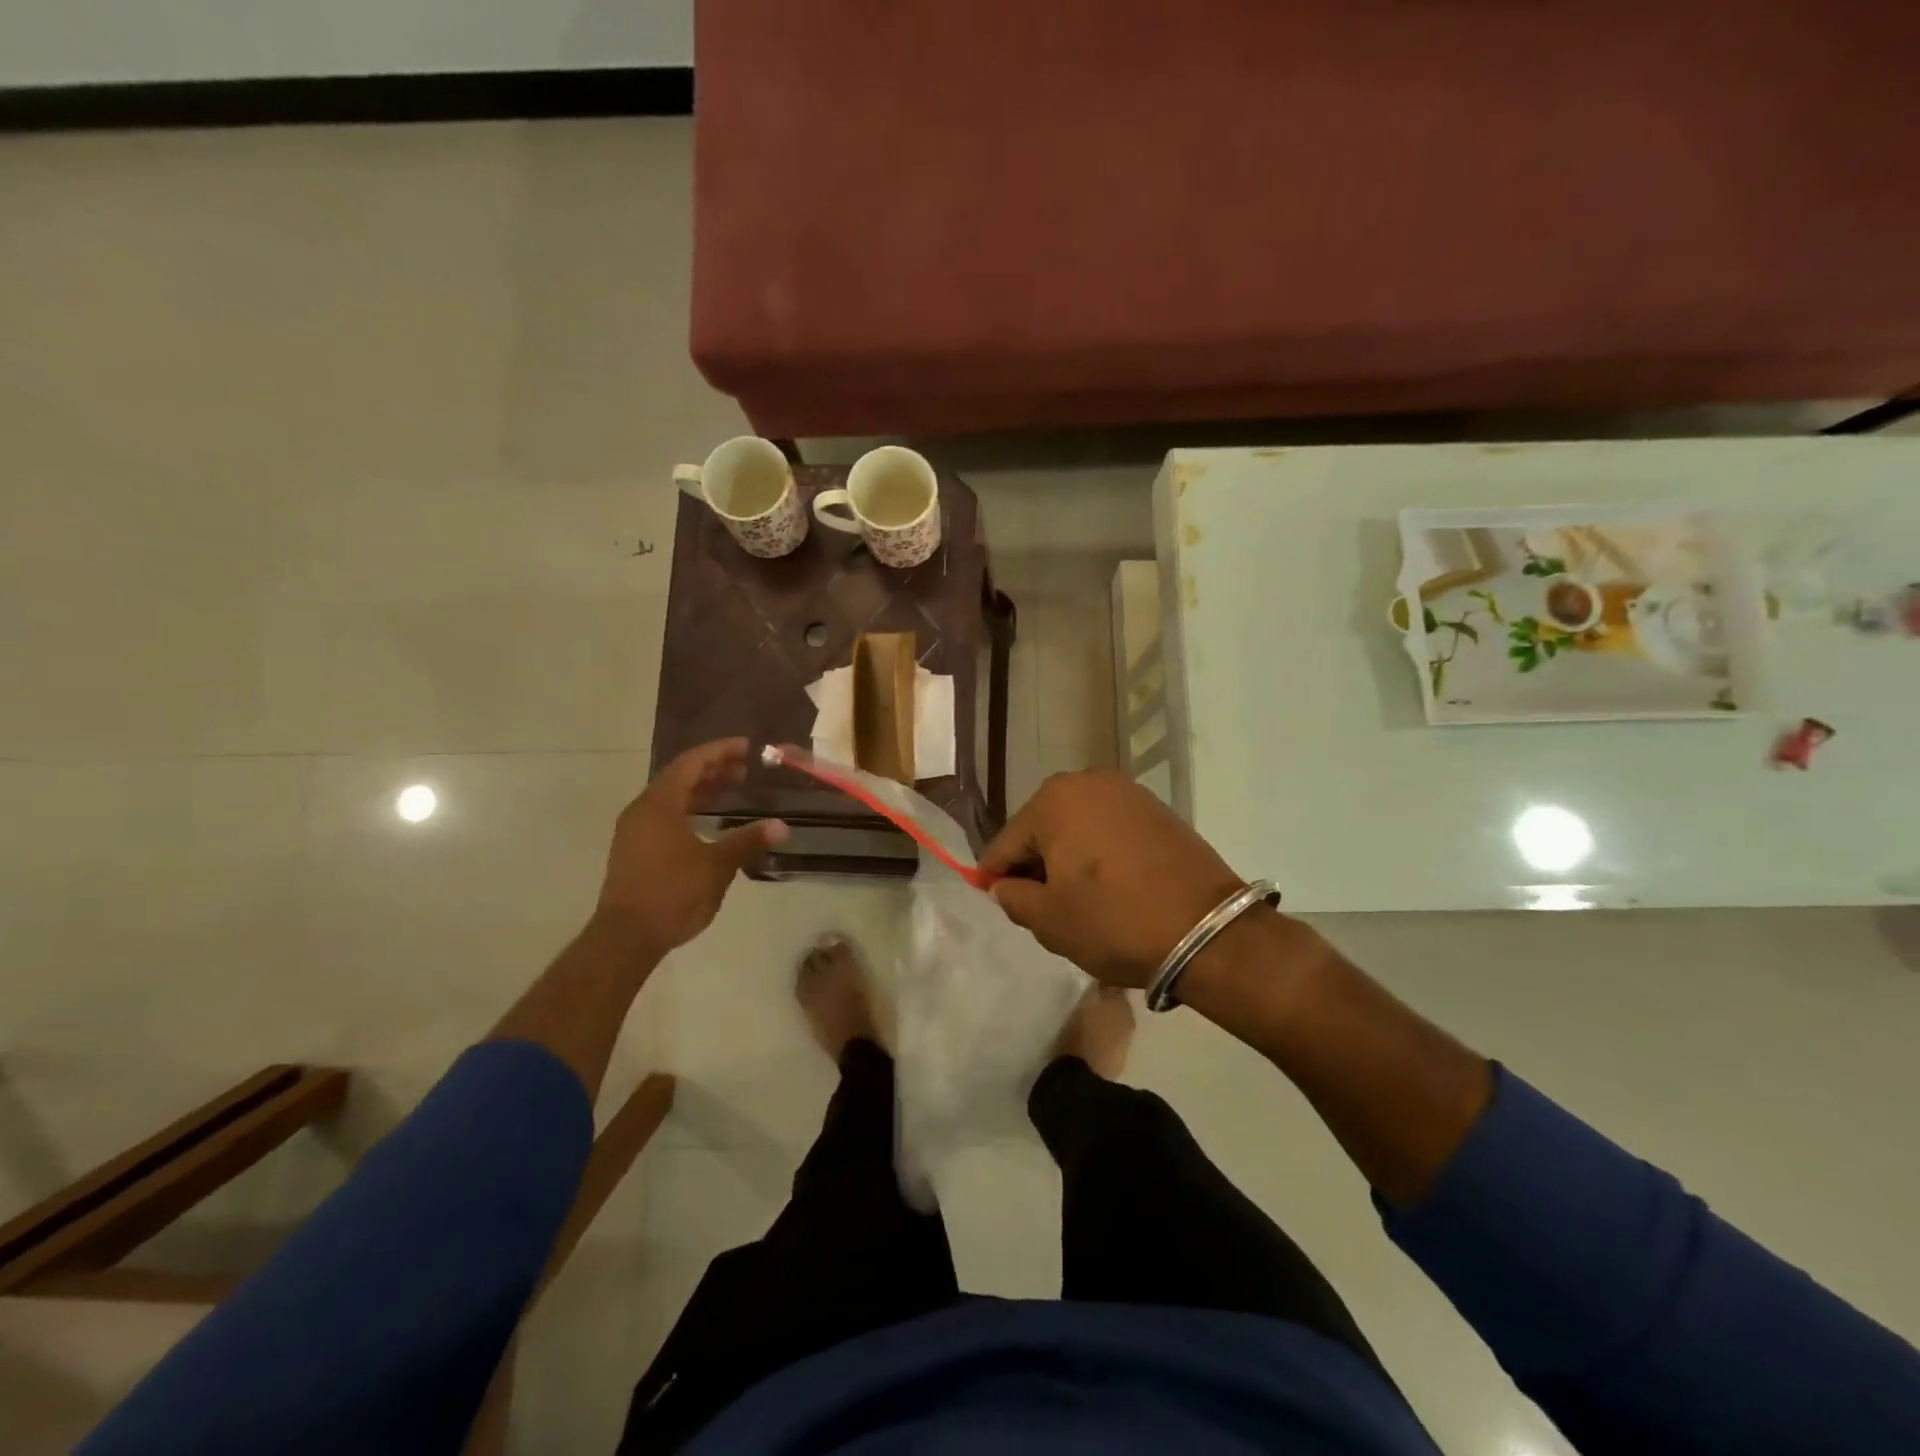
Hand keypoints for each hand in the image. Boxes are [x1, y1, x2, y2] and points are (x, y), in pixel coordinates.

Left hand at [595, 739, 786, 955]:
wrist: (626, 938)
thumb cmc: (672, 894)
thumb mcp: (716, 866)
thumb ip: (747, 841)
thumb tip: (782, 826)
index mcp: (659, 804)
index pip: (692, 762)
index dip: (721, 751)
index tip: (749, 748)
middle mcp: (643, 810)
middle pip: (680, 776)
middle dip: (714, 770)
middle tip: (747, 771)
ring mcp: (635, 831)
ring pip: (672, 797)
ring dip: (702, 790)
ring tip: (733, 791)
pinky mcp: (635, 850)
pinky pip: (665, 816)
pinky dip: (690, 809)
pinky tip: (710, 823)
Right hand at [979, 770, 1247, 987]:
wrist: (1207, 930)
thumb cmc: (1114, 921)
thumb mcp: (1049, 920)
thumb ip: (1012, 897)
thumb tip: (1006, 885)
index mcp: (1054, 800)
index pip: (1007, 843)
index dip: (996, 877)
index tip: (996, 901)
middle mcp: (1088, 781)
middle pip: (1043, 829)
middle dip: (1036, 865)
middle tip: (1041, 907)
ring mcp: (1128, 791)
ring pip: (1078, 827)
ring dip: (1069, 858)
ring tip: (1077, 899)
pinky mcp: (1158, 809)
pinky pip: (1111, 829)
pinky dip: (1101, 853)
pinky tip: (1109, 885)